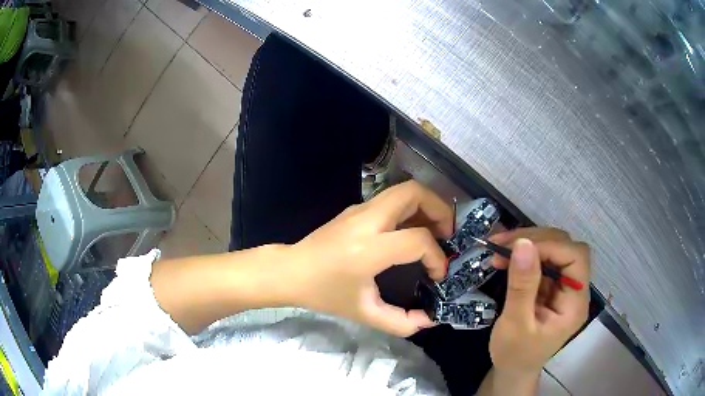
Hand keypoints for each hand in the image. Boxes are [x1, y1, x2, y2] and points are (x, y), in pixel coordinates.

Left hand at [283, 181, 452, 336]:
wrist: (290, 271)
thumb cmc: (324, 294)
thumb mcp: (364, 314)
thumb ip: (401, 322)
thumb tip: (430, 320)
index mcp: (368, 249)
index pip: (417, 240)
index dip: (436, 257)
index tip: (438, 274)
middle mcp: (366, 220)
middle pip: (414, 193)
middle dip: (440, 210)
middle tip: (449, 234)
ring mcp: (360, 209)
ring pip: (404, 190)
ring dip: (427, 206)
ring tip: (437, 232)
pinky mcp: (357, 208)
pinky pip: (393, 199)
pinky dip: (412, 209)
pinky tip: (413, 232)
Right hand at [488, 228, 590, 376]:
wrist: (512, 370)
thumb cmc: (514, 354)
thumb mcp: (515, 325)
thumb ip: (522, 286)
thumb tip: (523, 244)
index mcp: (575, 303)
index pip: (575, 258)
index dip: (551, 246)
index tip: (517, 247)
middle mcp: (575, 290)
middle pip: (566, 248)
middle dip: (536, 241)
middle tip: (502, 243)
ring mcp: (563, 286)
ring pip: (554, 249)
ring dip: (527, 244)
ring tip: (498, 247)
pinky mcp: (551, 285)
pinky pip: (542, 260)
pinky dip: (523, 254)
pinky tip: (505, 257)